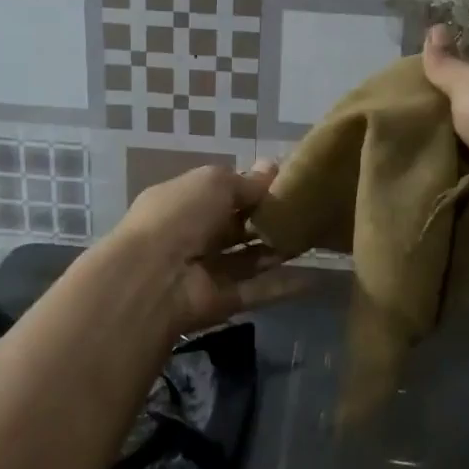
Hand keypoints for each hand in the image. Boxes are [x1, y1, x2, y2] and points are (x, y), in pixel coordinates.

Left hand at [117, 160, 302, 333]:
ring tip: (314, 238)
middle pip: (235, 226)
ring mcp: (207, 271)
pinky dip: (283, 285)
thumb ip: (244, 181)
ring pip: (248, 258)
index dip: (250, 187)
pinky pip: (257, 291)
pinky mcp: (222, 301)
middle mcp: (193, 235)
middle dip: (266, 218)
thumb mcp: (213, 183)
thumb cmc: (180, 216)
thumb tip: (271, 167)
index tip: (286, 182)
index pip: (220, 192)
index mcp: (183, 201)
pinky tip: (314, 277)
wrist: (153, 278)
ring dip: (277, 249)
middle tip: (305, 209)